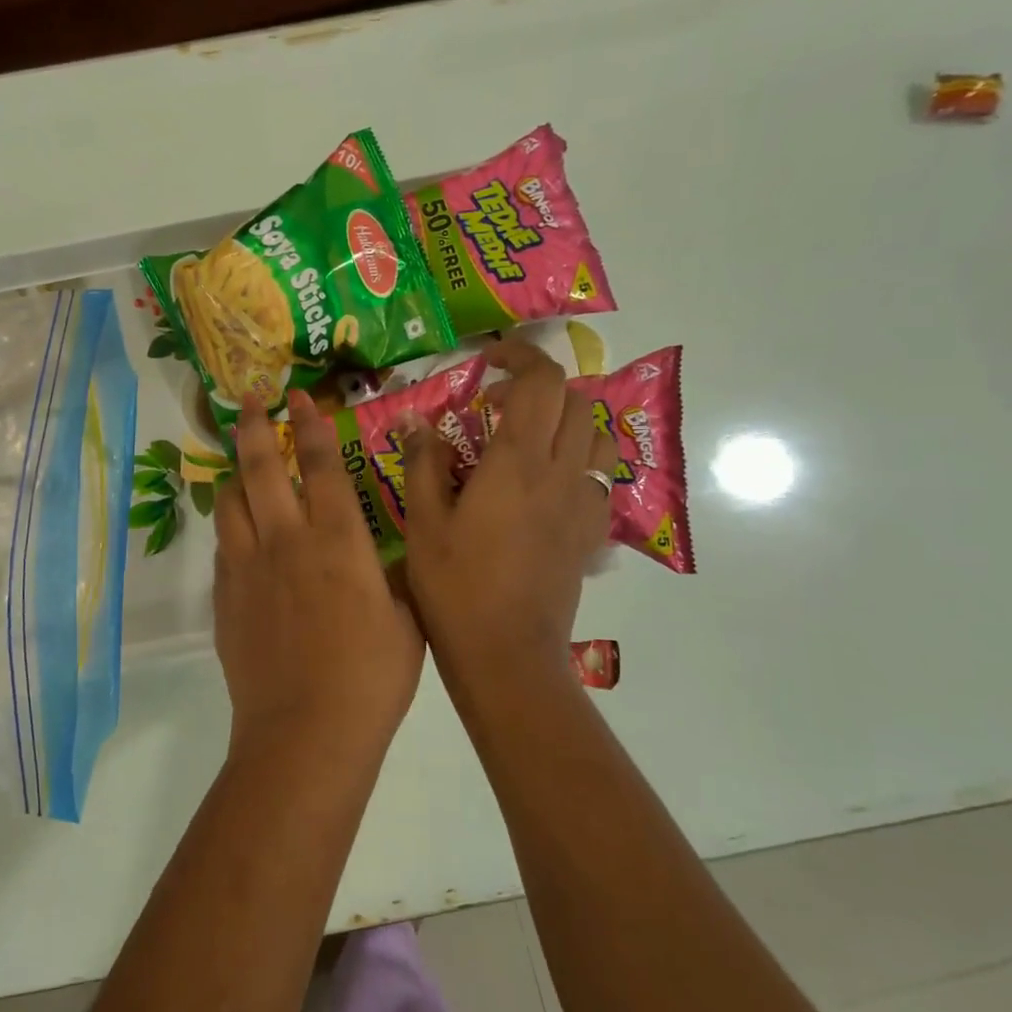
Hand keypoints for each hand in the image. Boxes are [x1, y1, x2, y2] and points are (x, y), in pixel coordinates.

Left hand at [213, 392, 423, 761]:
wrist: (306, 730)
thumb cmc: (370, 677)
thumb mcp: (404, 620)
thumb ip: (390, 579)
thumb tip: (382, 559)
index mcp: (338, 541)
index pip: (322, 465)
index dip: (311, 425)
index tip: (299, 397)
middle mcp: (287, 541)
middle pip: (262, 468)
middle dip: (255, 427)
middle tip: (249, 401)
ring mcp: (248, 568)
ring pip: (230, 502)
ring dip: (235, 475)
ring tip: (240, 465)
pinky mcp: (225, 598)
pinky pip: (223, 547)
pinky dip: (231, 528)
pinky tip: (239, 533)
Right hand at [401, 339, 619, 699]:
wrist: (506, 655)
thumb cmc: (455, 587)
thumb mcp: (423, 523)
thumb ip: (422, 463)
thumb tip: (414, 420)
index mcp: (517, 463)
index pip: (539, 382)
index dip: (519, 355)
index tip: (488, 360)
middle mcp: (560, 473)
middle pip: (576, 400)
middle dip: (542, 386)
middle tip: (499, 404)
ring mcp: (582, 505)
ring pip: (597, 435)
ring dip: (568, 420)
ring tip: (528, 438)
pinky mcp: (590, 534)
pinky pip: (597, 477)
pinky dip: (576, 462)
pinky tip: (543, 487)